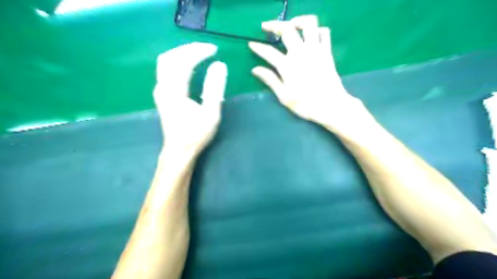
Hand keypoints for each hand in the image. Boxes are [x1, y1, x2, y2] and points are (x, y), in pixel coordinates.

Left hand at [153, 44, 226, 156]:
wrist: (179, 150)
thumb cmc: (196, 134)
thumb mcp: (210, 113)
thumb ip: (214, 88)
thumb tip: (220, 65)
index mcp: (174, 91)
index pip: (184, 62)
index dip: (199, 52)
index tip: (214, 50)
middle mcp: (163, 87)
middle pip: (170, 57)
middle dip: (188, 49)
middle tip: (206, 49)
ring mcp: (160, 91)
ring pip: (165, 62)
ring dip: (181, 54)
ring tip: (199, 53)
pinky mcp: (162, 95)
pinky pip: (166, 70)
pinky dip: (177, 62)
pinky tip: (188, 65)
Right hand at [251, 14, 370, 134]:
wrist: (331, 105)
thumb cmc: (305, 104)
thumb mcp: (284, 96)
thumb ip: (270, 80)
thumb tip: (255, 69)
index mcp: (287, 66)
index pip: (268, 52)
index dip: (258, 47)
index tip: (251, 44)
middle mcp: (301, 53)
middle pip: (286, 29)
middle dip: (274, 25)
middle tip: (266, 27)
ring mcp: (315, 50)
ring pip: (308, 23)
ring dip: (297, 21)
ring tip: (290, 26)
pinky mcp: (327, 51)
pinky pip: (324, 32)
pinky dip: (316, 30)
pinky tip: (310, 37)